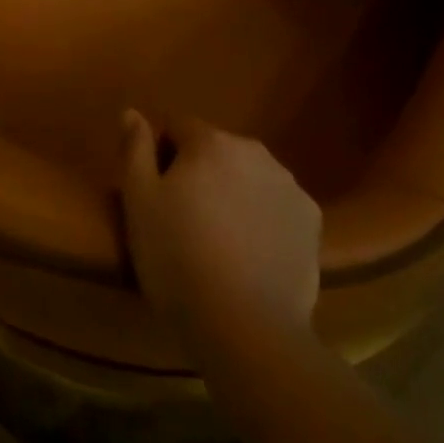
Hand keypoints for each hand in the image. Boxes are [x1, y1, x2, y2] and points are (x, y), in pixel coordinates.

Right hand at [119, 111, 320, 350]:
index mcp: (210, 142)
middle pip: (218, 150)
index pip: (179, 126)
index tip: (158, 194)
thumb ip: (134, 151)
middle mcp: (253, 150)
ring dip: (236, 194)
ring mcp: (288, 183)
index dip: (164, 153)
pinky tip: (255, 257)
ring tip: (223, 244)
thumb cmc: (180, 262)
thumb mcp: (140, 206)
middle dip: (203, 174)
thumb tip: (132, 112)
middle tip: (188, 222)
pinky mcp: (311, 219)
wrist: (248, 330)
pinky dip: (267, 221)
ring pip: (251, 177)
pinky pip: (279, 208)